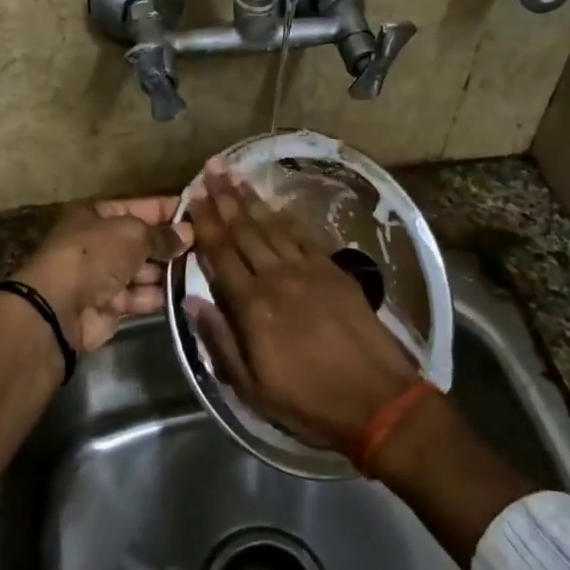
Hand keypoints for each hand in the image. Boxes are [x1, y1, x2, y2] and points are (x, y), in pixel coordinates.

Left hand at [14, 197, 192, 353]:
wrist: (60, 308)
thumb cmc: (94, 255)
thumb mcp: (132, 233)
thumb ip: (162, 235)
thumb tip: (187, 234)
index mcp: (97, 214)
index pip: (140, 206)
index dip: (169, 210)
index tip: (200, 214)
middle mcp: (100, 242)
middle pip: (143, 240)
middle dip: (172, 244)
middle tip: (209, 246)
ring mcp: (104, 275)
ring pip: (145, 269)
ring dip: (170, 271)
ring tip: (205, 269)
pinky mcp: (111, 304)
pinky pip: (142, 295)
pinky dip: (161, 295)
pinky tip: (189, 293)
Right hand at [185, 160, 419, 452]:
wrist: (378, 400)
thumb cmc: (308, 401)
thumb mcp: (251, 387)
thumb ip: (219, 340)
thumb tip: (191, 300)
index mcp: (252, 305)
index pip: (221, 254)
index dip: (205, 223)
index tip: (192, 196)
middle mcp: (277, 277)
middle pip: (245, 230)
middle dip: (224, 198)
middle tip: (210, 168)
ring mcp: (309, 270)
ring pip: (272, 226)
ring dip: (251, 200)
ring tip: (234, 175)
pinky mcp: (334, 271)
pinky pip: (302, 235)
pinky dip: (284, 217)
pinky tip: (273, 205)